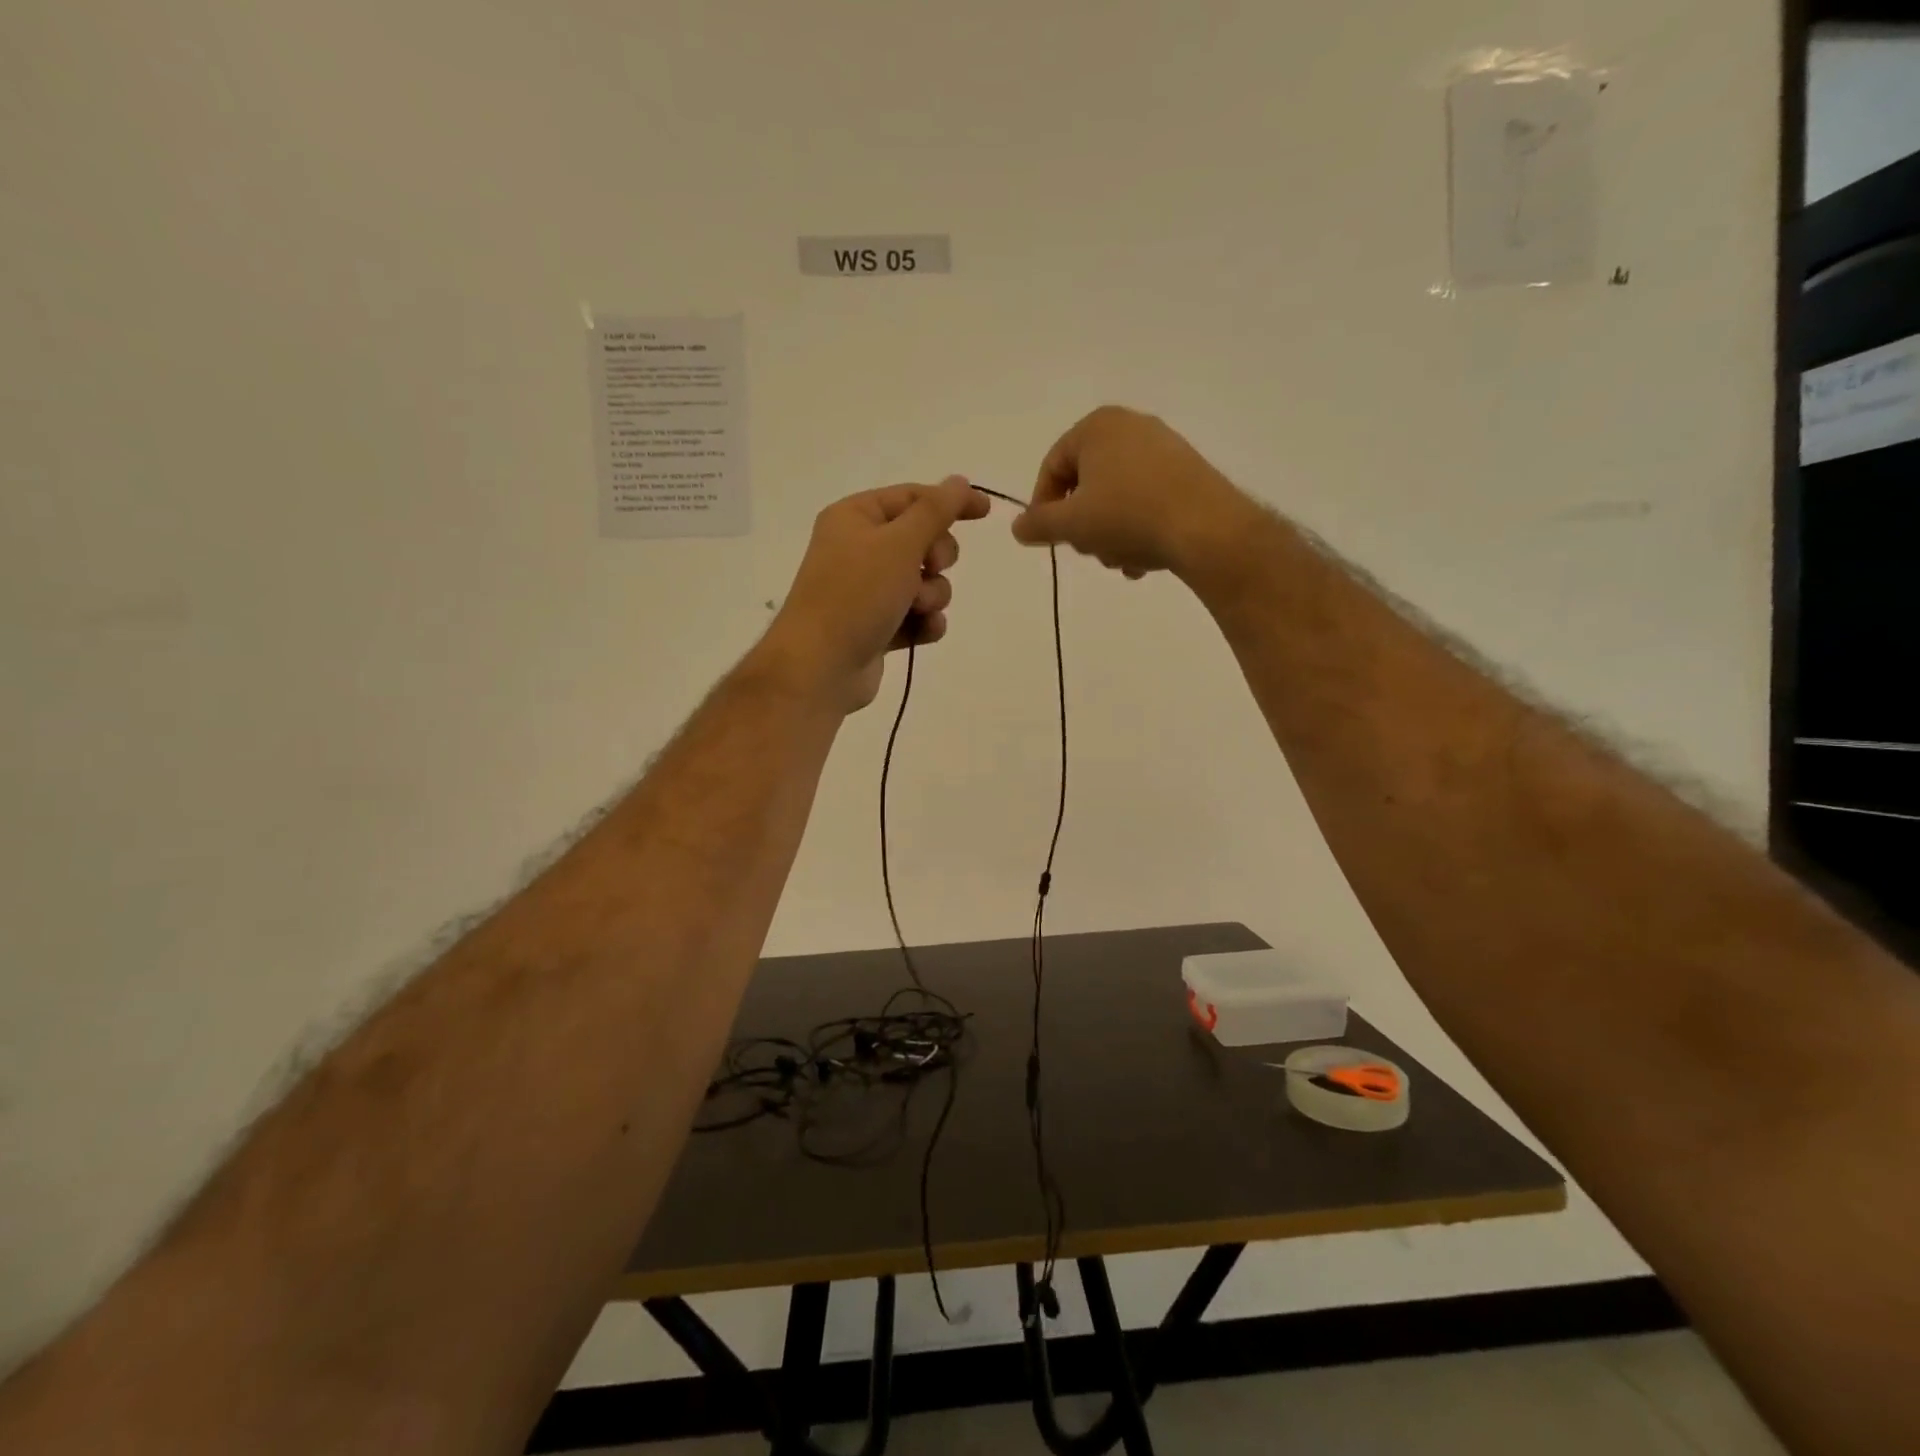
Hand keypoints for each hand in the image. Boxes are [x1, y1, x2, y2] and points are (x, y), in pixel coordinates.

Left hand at [759, 477, 990, 713]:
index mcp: (855, 517)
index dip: (951, 502)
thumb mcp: (900, 543)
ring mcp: (867, 591)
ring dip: (932, 595)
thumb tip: (958, 481)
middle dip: (936, 558)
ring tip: (917, 609)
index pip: (912, 497)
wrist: (821, 666)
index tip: (986, 511)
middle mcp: (859, 549)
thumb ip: (935, 511)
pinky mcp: (877, 626)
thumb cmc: (857, 595)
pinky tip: (921, 632)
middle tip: (930, 569)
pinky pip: (917, 615)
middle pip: (922, 540)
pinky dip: (924, 622)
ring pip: (925, 582)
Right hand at [1010, 406, 1256, 579]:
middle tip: (1090, 551)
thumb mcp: (1071, 525)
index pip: (1052, 467)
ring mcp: (1163, 448)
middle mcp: (1130, 426)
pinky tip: (1144, 559)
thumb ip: (1039, 525)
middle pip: (1086, 484)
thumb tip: (1018, 527)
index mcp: (1097, 427)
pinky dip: (1138, 529)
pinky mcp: (1188, 472)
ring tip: (1121, 560)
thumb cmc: (1128, 516)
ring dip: (1111, 535)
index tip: (1049, 539)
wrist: (1206, 527)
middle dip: (1084, 525)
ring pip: (1117, 498)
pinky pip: (1147, 501)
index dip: (1043, 507)